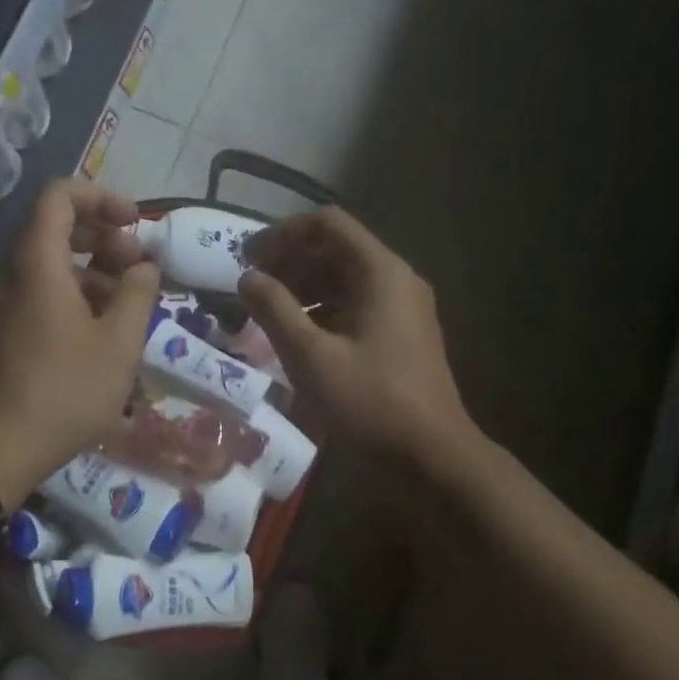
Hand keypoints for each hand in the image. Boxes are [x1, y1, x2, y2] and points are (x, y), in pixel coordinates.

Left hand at [0, 180, 159, 502]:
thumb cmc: (62, 391)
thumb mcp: (118, 344)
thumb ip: (137, 294)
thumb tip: (144, 266)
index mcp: (34, 261)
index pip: (61, 196)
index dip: (102, 198)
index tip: (135, 223)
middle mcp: (5, 270)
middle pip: (53, 229)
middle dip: (102, 239)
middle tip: (137, 268)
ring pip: (45, 264)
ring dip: (88, 271)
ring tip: (124, 306)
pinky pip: (31, 291)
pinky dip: (66, 294)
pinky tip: (94, 331)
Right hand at [238, 208, 470, 462]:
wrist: (432, 455)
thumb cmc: (369, 401)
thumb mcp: (310, 356)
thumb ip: (274, 309)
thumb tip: (246, 277)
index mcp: (380, 272)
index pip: (327, 224)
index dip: (283, 234)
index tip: (248, 257)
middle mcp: (397, 278)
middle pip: (336, 248)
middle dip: (290, 260)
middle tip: (253, 285)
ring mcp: (404, 306)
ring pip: (345, 277)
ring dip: (304, 285)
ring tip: (268, 311)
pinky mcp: (402, 333)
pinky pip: (356, 303)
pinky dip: (323, 308)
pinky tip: (299, 335)